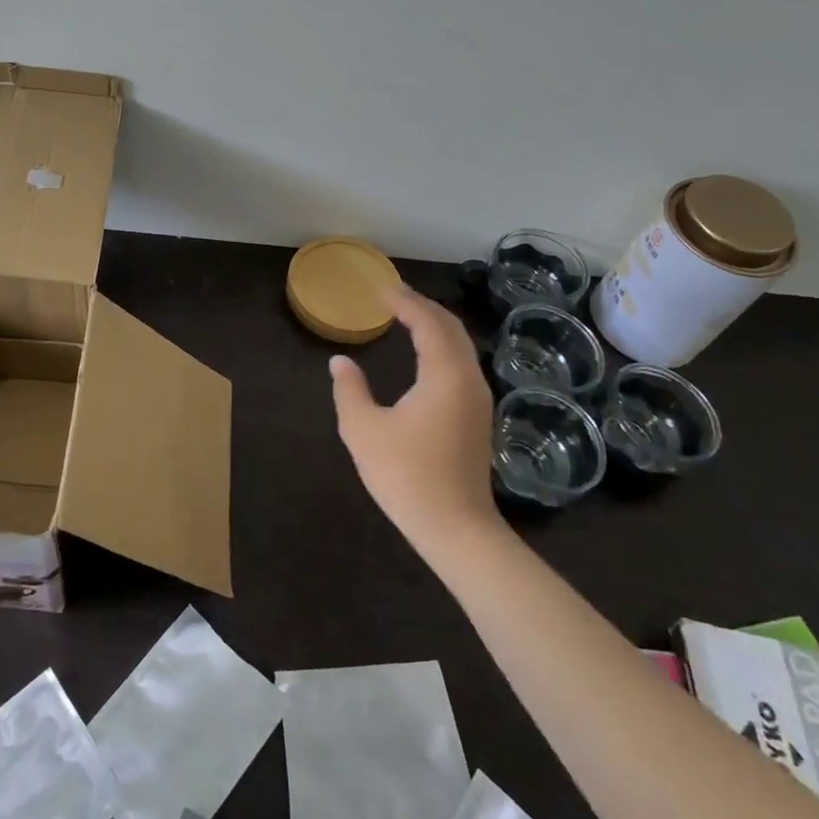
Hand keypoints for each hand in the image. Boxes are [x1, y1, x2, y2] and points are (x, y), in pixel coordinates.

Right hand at [330, 287, 501, 558]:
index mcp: (444, 375)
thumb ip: (350, 389)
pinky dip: (442, 346)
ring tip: (406, 317)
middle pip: (450, 328)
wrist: (456, 529)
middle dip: (423, 306)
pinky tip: (423, 354)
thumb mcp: (364, 430)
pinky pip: (461, 363)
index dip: (404, 302)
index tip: (381, 289)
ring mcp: (478, 399)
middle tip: (394, 296)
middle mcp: (468, 379)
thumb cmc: (407, 476)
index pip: (427, 322)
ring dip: (435, 325)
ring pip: (460, 346)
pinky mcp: (478, 416)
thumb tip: (340, 361)